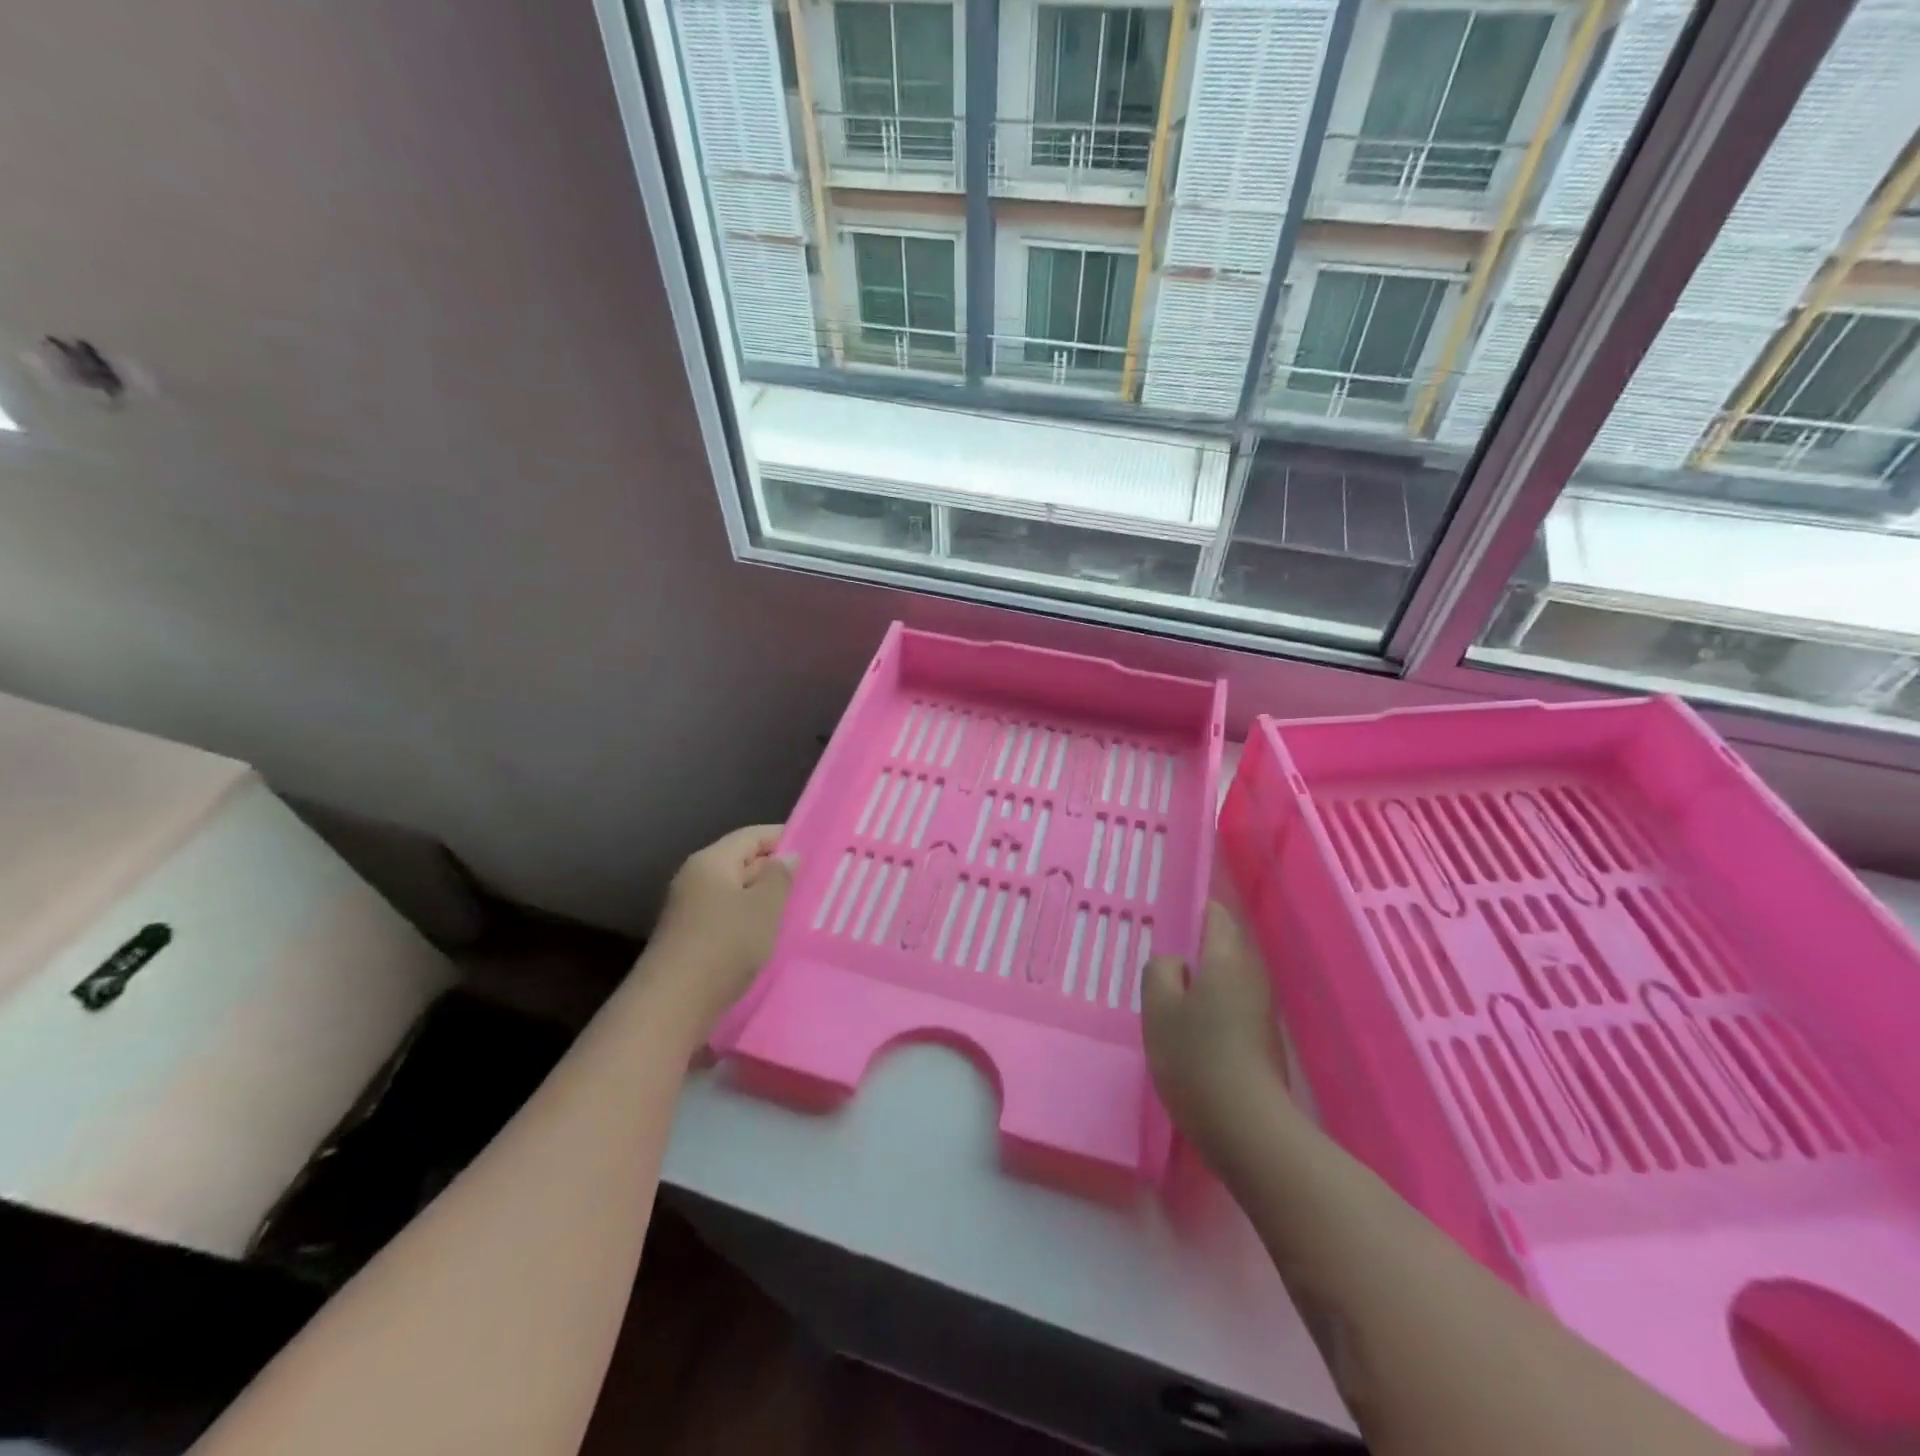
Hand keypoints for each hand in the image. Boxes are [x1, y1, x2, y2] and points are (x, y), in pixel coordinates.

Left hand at [645, 825, 795, 1031]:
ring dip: (764, 900)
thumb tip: (787, 856)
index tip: (817, 850)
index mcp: (711, 861)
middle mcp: (695, 879)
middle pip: (742, 862)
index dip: (784, 838)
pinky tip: (770, 937)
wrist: (672, 1006)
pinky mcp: (690, 939)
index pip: (753, 835)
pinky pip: (728, 918)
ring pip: (736, 893)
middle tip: (814, 883)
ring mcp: (689, 910)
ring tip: (798, 911)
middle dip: (776, 871)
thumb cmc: (723, 946)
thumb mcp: (764, 908)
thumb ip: (780, 877)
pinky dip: (750, 922)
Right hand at [1142, 902, 1291, 1166]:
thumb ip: (1160, 971)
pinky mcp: (1265, 1037)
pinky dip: (1214, 1005)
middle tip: (1161, 961)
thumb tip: (1176, 964)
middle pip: (1224, 944)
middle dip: (1195, 947)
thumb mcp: (1158, 1009)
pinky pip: (1234, 1003)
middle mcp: (1251, 974)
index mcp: (1226, 958)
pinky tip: (1193, 1028)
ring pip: (1229, 976)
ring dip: (1204, 979)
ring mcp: (1262, 1008)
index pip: (1214, 913)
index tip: (1167, 918)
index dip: (1191, 909)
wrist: (1248, 1128)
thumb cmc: (1196, 1058)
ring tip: (1171, 995)